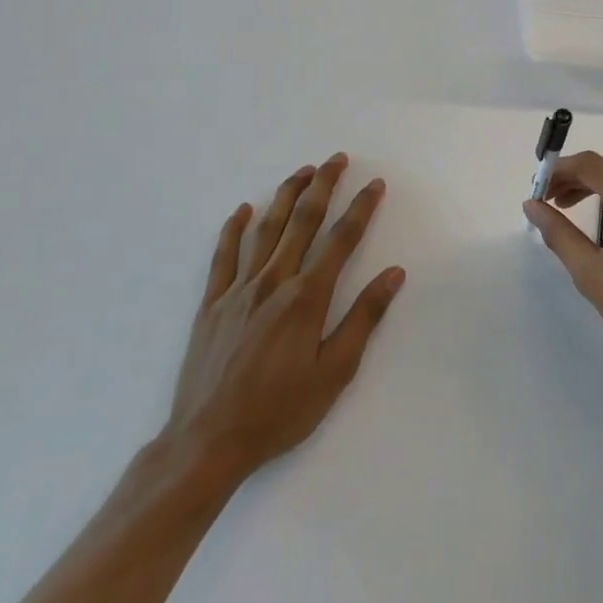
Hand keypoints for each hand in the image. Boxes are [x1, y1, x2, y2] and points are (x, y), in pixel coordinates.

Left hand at [162, 153, 404, 491]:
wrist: (208, 443)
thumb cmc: (280, 411)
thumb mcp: (335, 371)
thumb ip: (364, 317)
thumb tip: (394, 274)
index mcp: (306, 298)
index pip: (341, 240)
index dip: (361, 208)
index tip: (375, 184)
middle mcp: (273, 283)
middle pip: (303, 222)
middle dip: (323, 186)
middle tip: (337, 159)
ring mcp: (238, 291)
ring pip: (266, 230)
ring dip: (286, 196)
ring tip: (302, 171)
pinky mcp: (211, 305)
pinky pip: (223, 256)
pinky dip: (233, 229)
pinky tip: (243, 210)